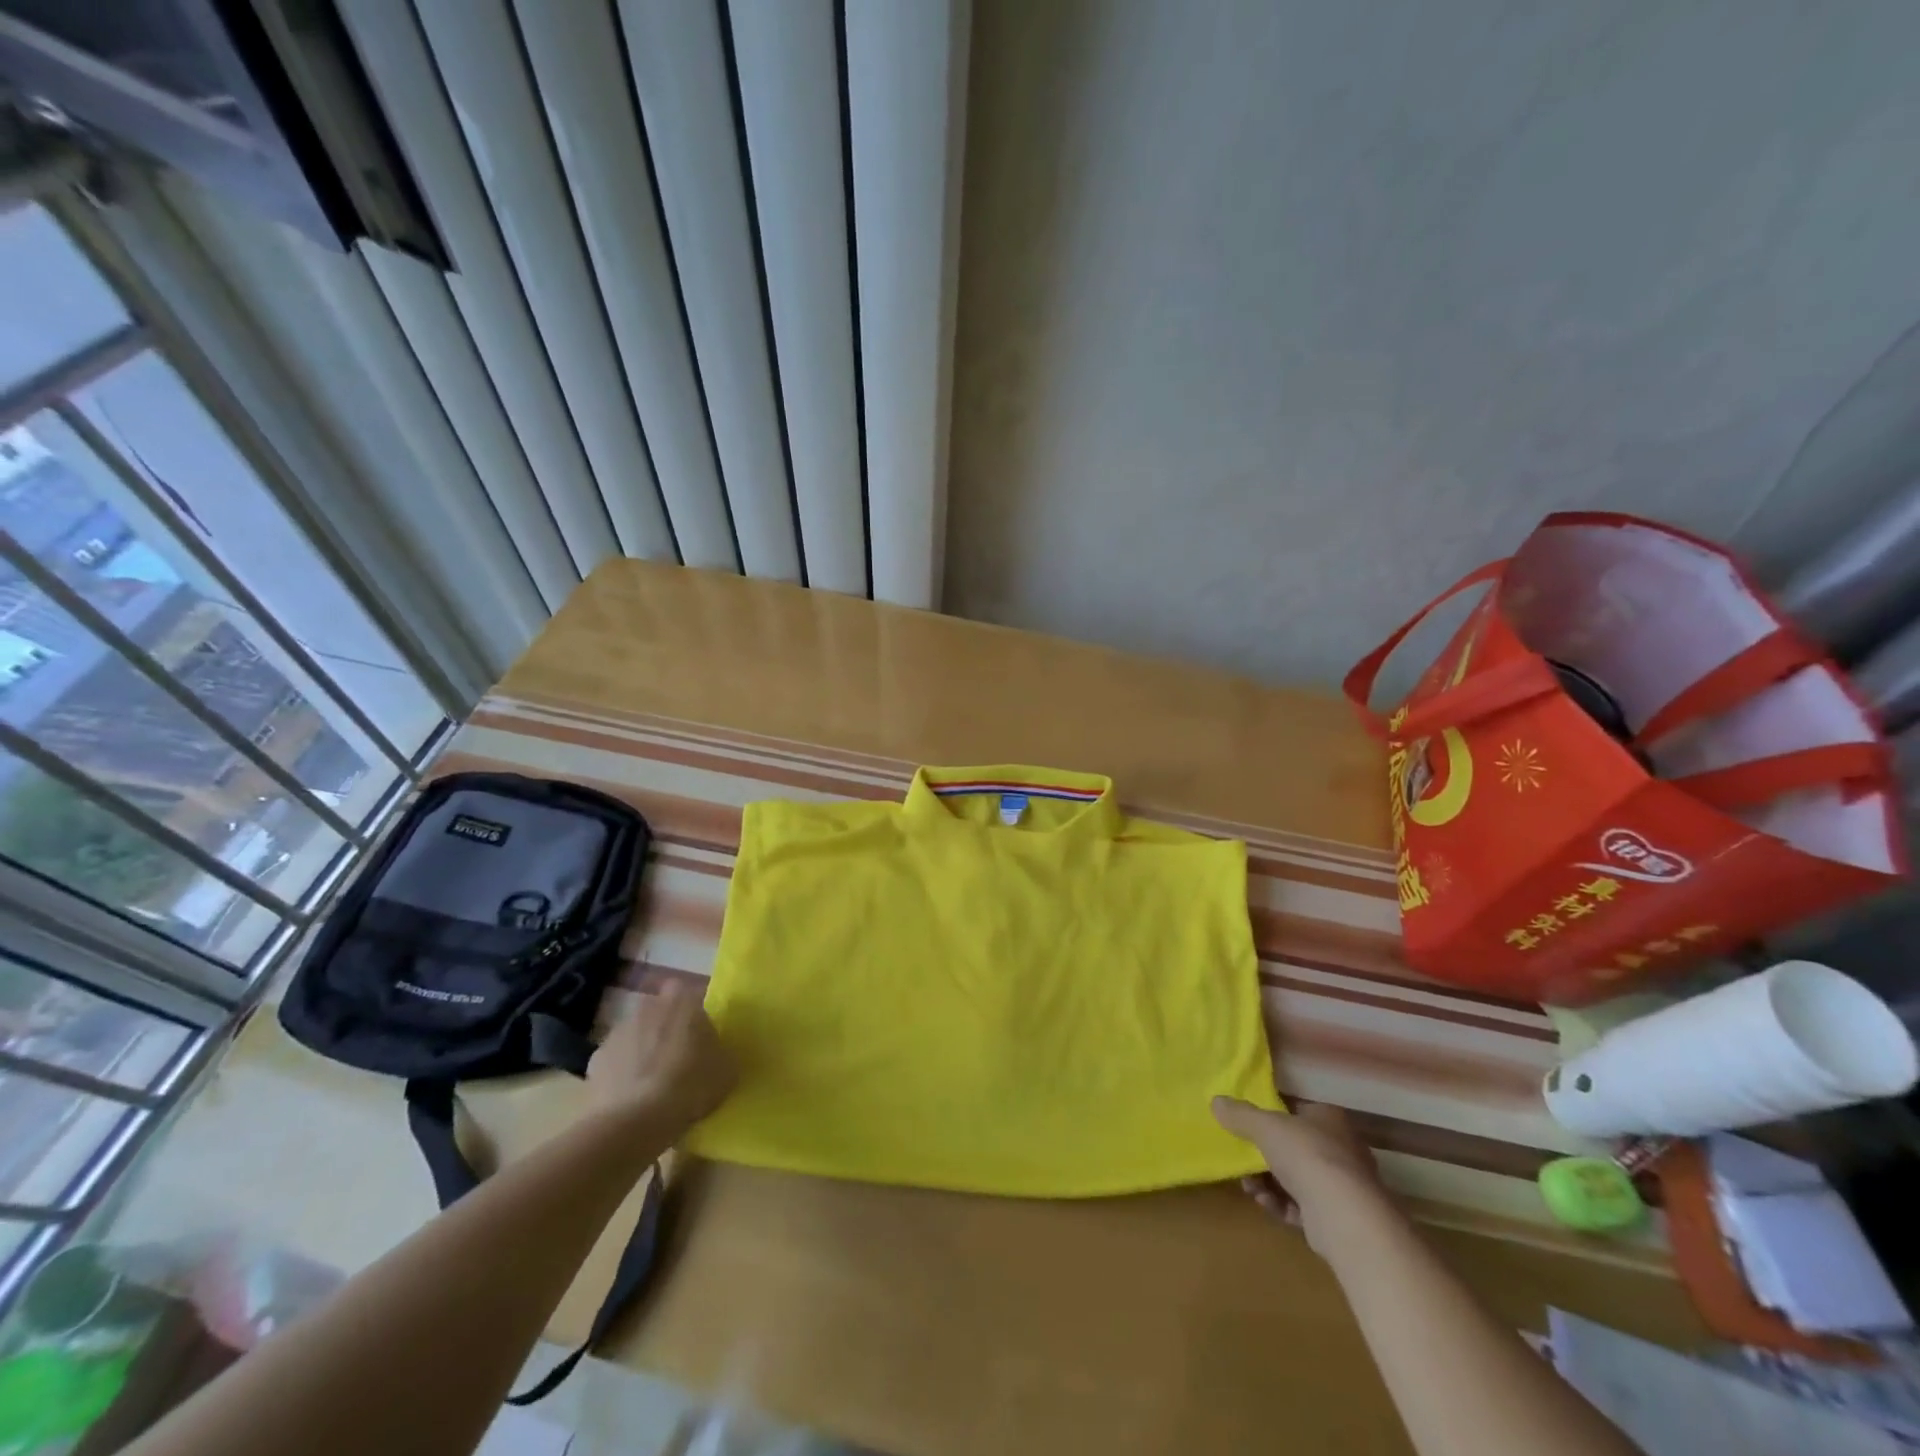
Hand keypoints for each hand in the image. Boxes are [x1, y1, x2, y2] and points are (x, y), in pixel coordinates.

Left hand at [588, 980, 735, 1130]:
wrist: (634, 1122)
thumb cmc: (689, 1086)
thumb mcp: (726, 1070)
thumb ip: (721, 1051)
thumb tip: (715, 1051)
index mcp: (683, 1001)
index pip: (689, 992)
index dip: (693, 1012)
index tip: (700, 1035)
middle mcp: (648, 1007)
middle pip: (659, 1011)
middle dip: (666, 1028)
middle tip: (678, 1057)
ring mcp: (617, 1032)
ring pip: (635, 1035)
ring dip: (642, 1049)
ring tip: (653, 1082)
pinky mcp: (595, 1060)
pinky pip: (615, 1061)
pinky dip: (622, 1074)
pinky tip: (631, 1099)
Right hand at [1212, 1097, 1385, 1253]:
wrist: (1343, 1216)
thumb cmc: (1306, 1155)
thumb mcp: (1264, 1126)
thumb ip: (1240, 1114)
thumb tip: (1216, 1101)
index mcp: (1328, 1118)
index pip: (1296, 1111)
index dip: (1270, 1118)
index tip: (1246, 1128)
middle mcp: (1340, 1148)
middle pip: (1292, 1147)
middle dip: (1262, 1157)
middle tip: (1241, 1162)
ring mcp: (1342, 1185)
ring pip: (1295, 1178)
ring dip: (1267, 1182)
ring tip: (1249, 1188)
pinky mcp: (1338, 1217)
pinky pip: (1302, 1206)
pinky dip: (1281, 1204)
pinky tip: (1264, 1203)